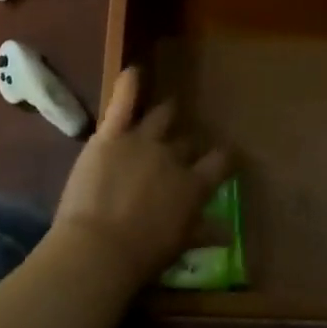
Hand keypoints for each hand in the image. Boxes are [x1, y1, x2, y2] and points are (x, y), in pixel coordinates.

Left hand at [52, 68, 231, 287]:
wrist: (98, 249)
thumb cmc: (142, 256)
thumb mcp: (179, 245)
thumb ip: (203, 231)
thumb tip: (228, 232)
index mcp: (193, 185)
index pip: (219, 162)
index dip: (224, 158)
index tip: (226, 157)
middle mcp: (172, 156)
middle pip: (185, 143)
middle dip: (185, 146)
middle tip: (181, 150)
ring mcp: (141, 141)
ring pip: (160, 118)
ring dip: (165, 115)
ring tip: (168, 110)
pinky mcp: (110, 136)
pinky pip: (122, 103)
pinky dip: (128, 86)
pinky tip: (133, 71)